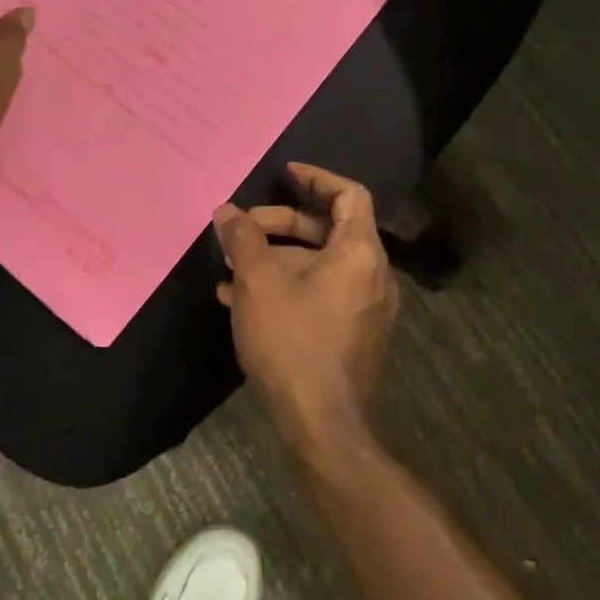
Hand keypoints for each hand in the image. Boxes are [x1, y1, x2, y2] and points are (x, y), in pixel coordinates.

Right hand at [213, 163, 397, 452]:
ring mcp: (364, 307)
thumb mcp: (258, 283)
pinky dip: (286, 285)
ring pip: (318, 264)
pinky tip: (239, 300)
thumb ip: (243, 239)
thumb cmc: (293, 341)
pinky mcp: (352, 334)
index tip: (285, 173)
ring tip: (230, 267)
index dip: (317, 178)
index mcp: (359, 252)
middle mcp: (372, 274)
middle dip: (281, 223)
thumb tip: (227, 211)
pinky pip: (319, 293)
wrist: (323, 425)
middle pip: (328, 229)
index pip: (349, 195)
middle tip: (242, 227)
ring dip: (276, 258)